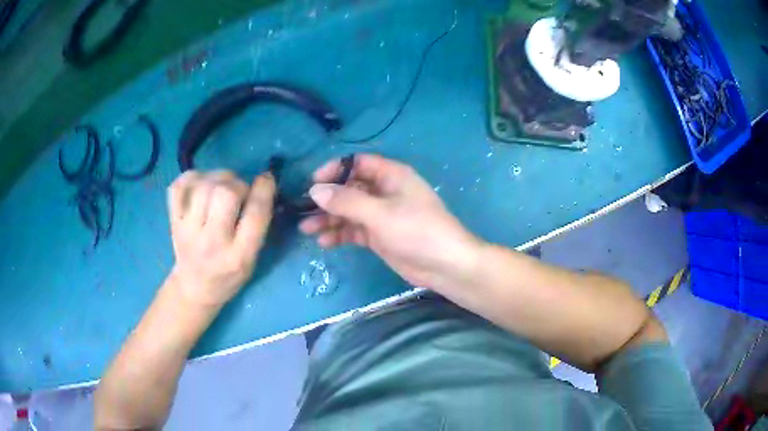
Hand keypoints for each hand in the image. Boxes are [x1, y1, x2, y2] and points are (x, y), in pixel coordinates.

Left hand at [167, 170, 275, 306]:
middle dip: (237, 184)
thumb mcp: (252, 259)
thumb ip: (257, 226)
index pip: (255, 215)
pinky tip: (201, 184)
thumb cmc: (229, 275)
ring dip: (217, 178)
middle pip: (225, 194)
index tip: (266, 178)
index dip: (264, 190)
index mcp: (239, 256)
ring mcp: (188, 230)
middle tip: (238, 191)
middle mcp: (212, 242)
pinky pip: (179, 185)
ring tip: (221, 187)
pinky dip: (192, 177)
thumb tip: (261, 185)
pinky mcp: (173, 221)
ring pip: (203, 185)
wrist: (195, 287)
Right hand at [299, 154, 481, 290]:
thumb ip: (346, 201)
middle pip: (349, 189)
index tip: (313, 183)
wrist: (444, 265)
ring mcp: (381, 215)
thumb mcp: (380, 214)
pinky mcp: (379, 235)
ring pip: (349, 212)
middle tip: (304, 211)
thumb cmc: (417, 231)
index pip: (357, 164)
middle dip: (327, 200)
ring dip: (329, 219)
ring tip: (307, 230)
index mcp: (391, 175)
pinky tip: (325, 242)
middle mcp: (384, 191)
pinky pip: (354, 230)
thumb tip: (315, 190)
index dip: (334, 170)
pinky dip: (340, 234)